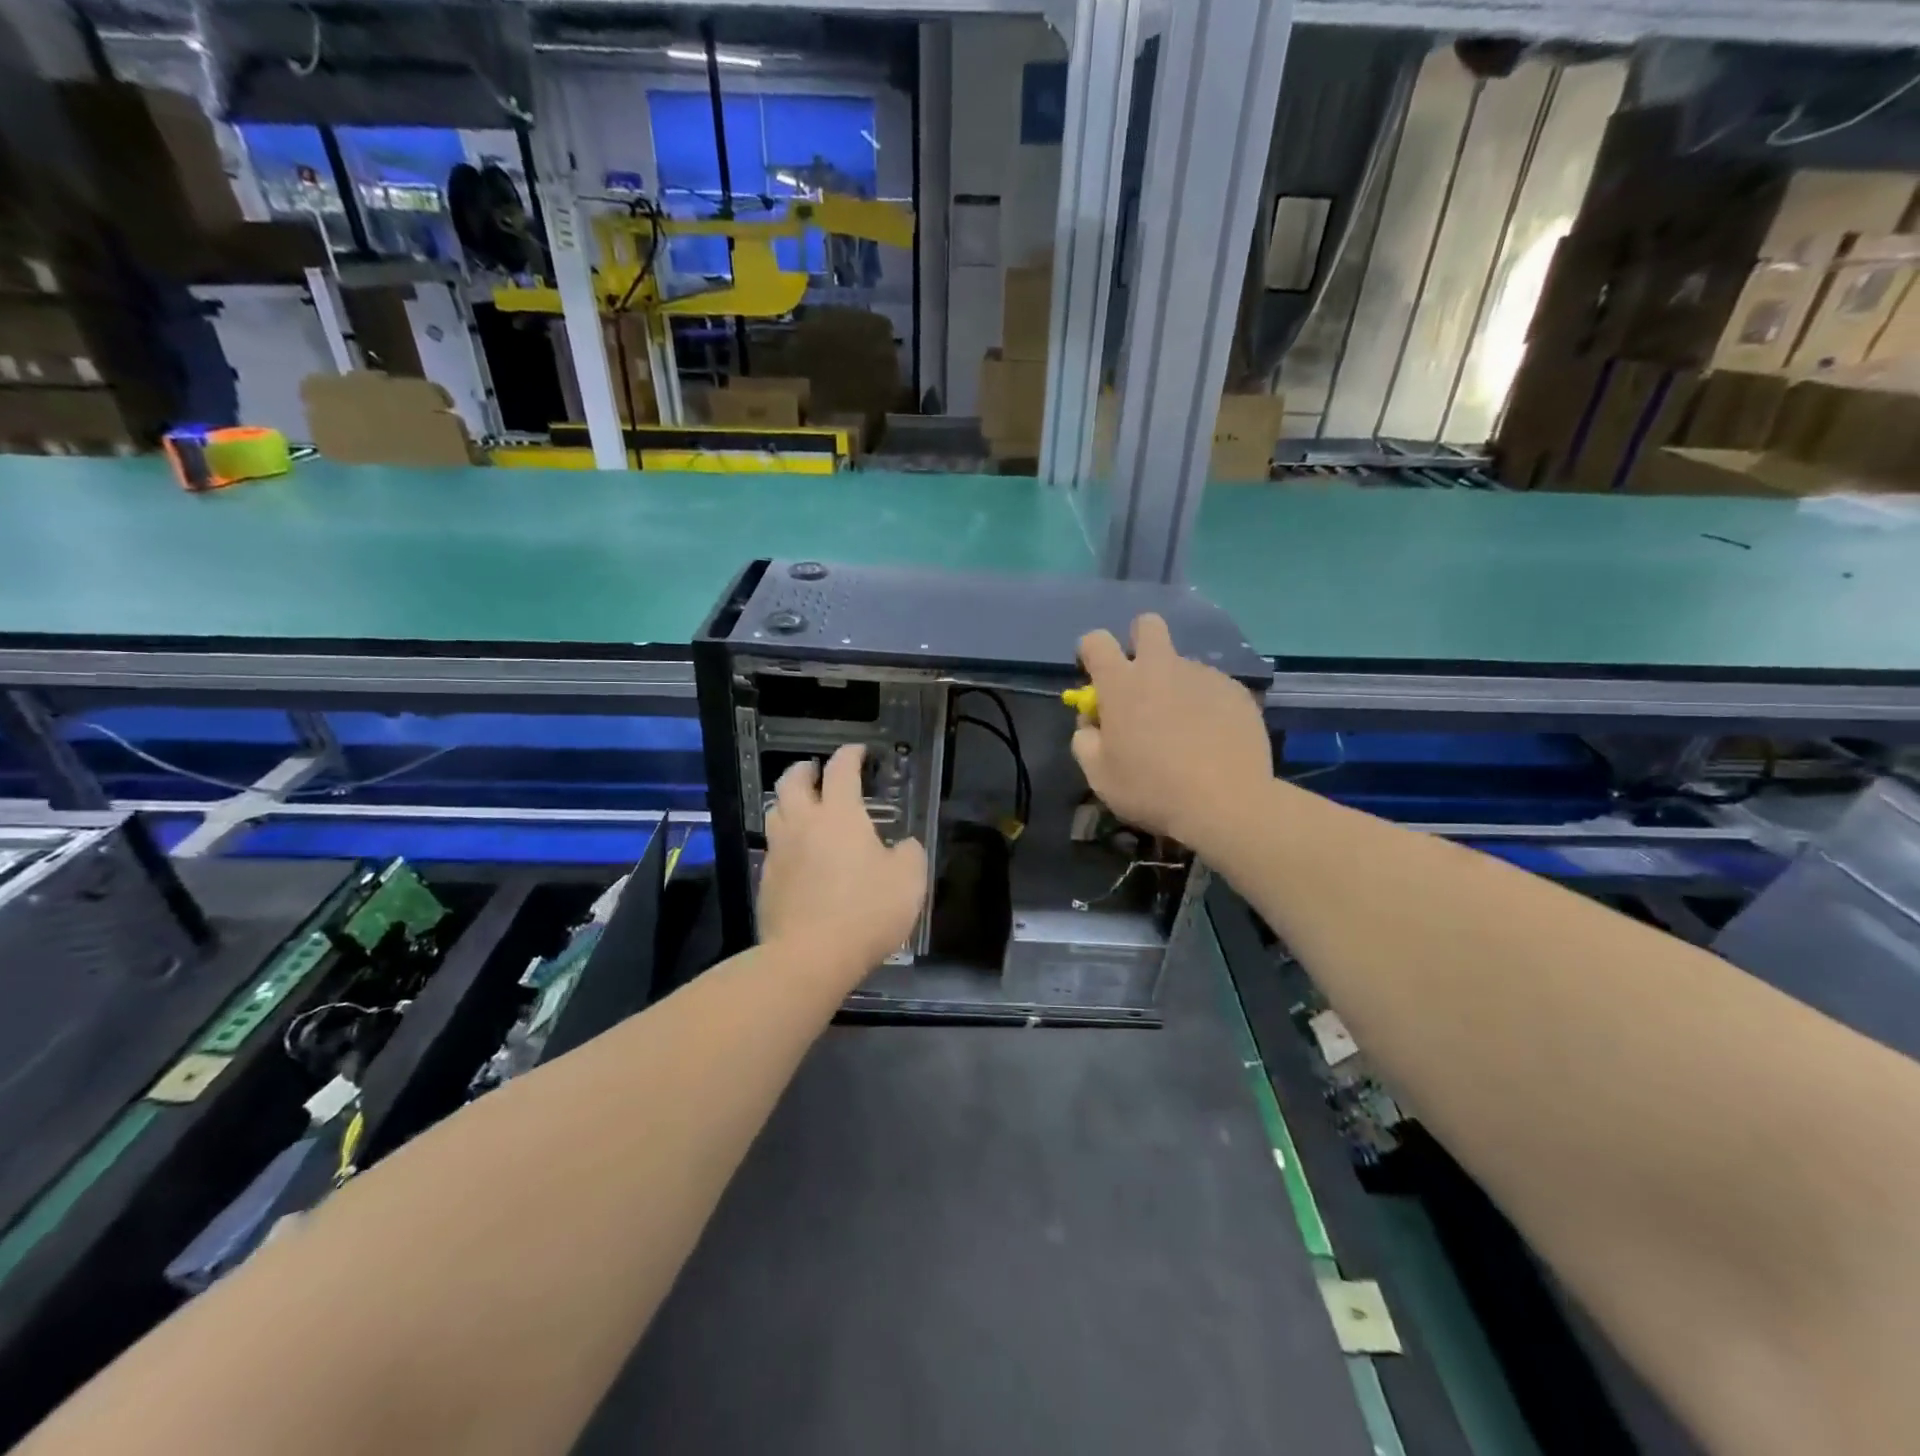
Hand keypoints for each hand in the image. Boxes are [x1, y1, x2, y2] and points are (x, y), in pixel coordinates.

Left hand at [758, 744, 928, 975]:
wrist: (810, 957)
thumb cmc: (866, 911)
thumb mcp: (909, 880)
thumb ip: (909, 853)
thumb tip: (903, 845)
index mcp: (839, 815)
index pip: (841, 770)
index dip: (850, 755)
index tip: (858, 751)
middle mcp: (803, 824)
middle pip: (791, 782)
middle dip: (804, 770)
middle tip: (816, 771)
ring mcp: (779, 852)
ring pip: (775, 812)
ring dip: (788, 801)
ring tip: (802, 808)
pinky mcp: (766, 881)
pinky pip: (773, 848)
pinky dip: (785, 840)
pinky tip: (797, 855)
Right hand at [1071, 614, 1272, 849]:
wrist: (1226, 804)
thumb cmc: (1151, 789)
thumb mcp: (1099, 775)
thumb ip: (1085, 740)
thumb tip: (1093, 723)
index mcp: (1121, 684)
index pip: (1095, 641)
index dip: (1090, 652)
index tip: (1094, 675)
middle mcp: (1161, 668)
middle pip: (1147, 625)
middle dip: (1139, 640)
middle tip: (1141, 681)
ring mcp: (1203, 676)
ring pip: (1182, 665)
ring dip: (1175, 686)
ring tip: (1185, 731)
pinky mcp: (1236, 691)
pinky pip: (1212, 688)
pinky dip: (1206, 705)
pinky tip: (1212, 739)